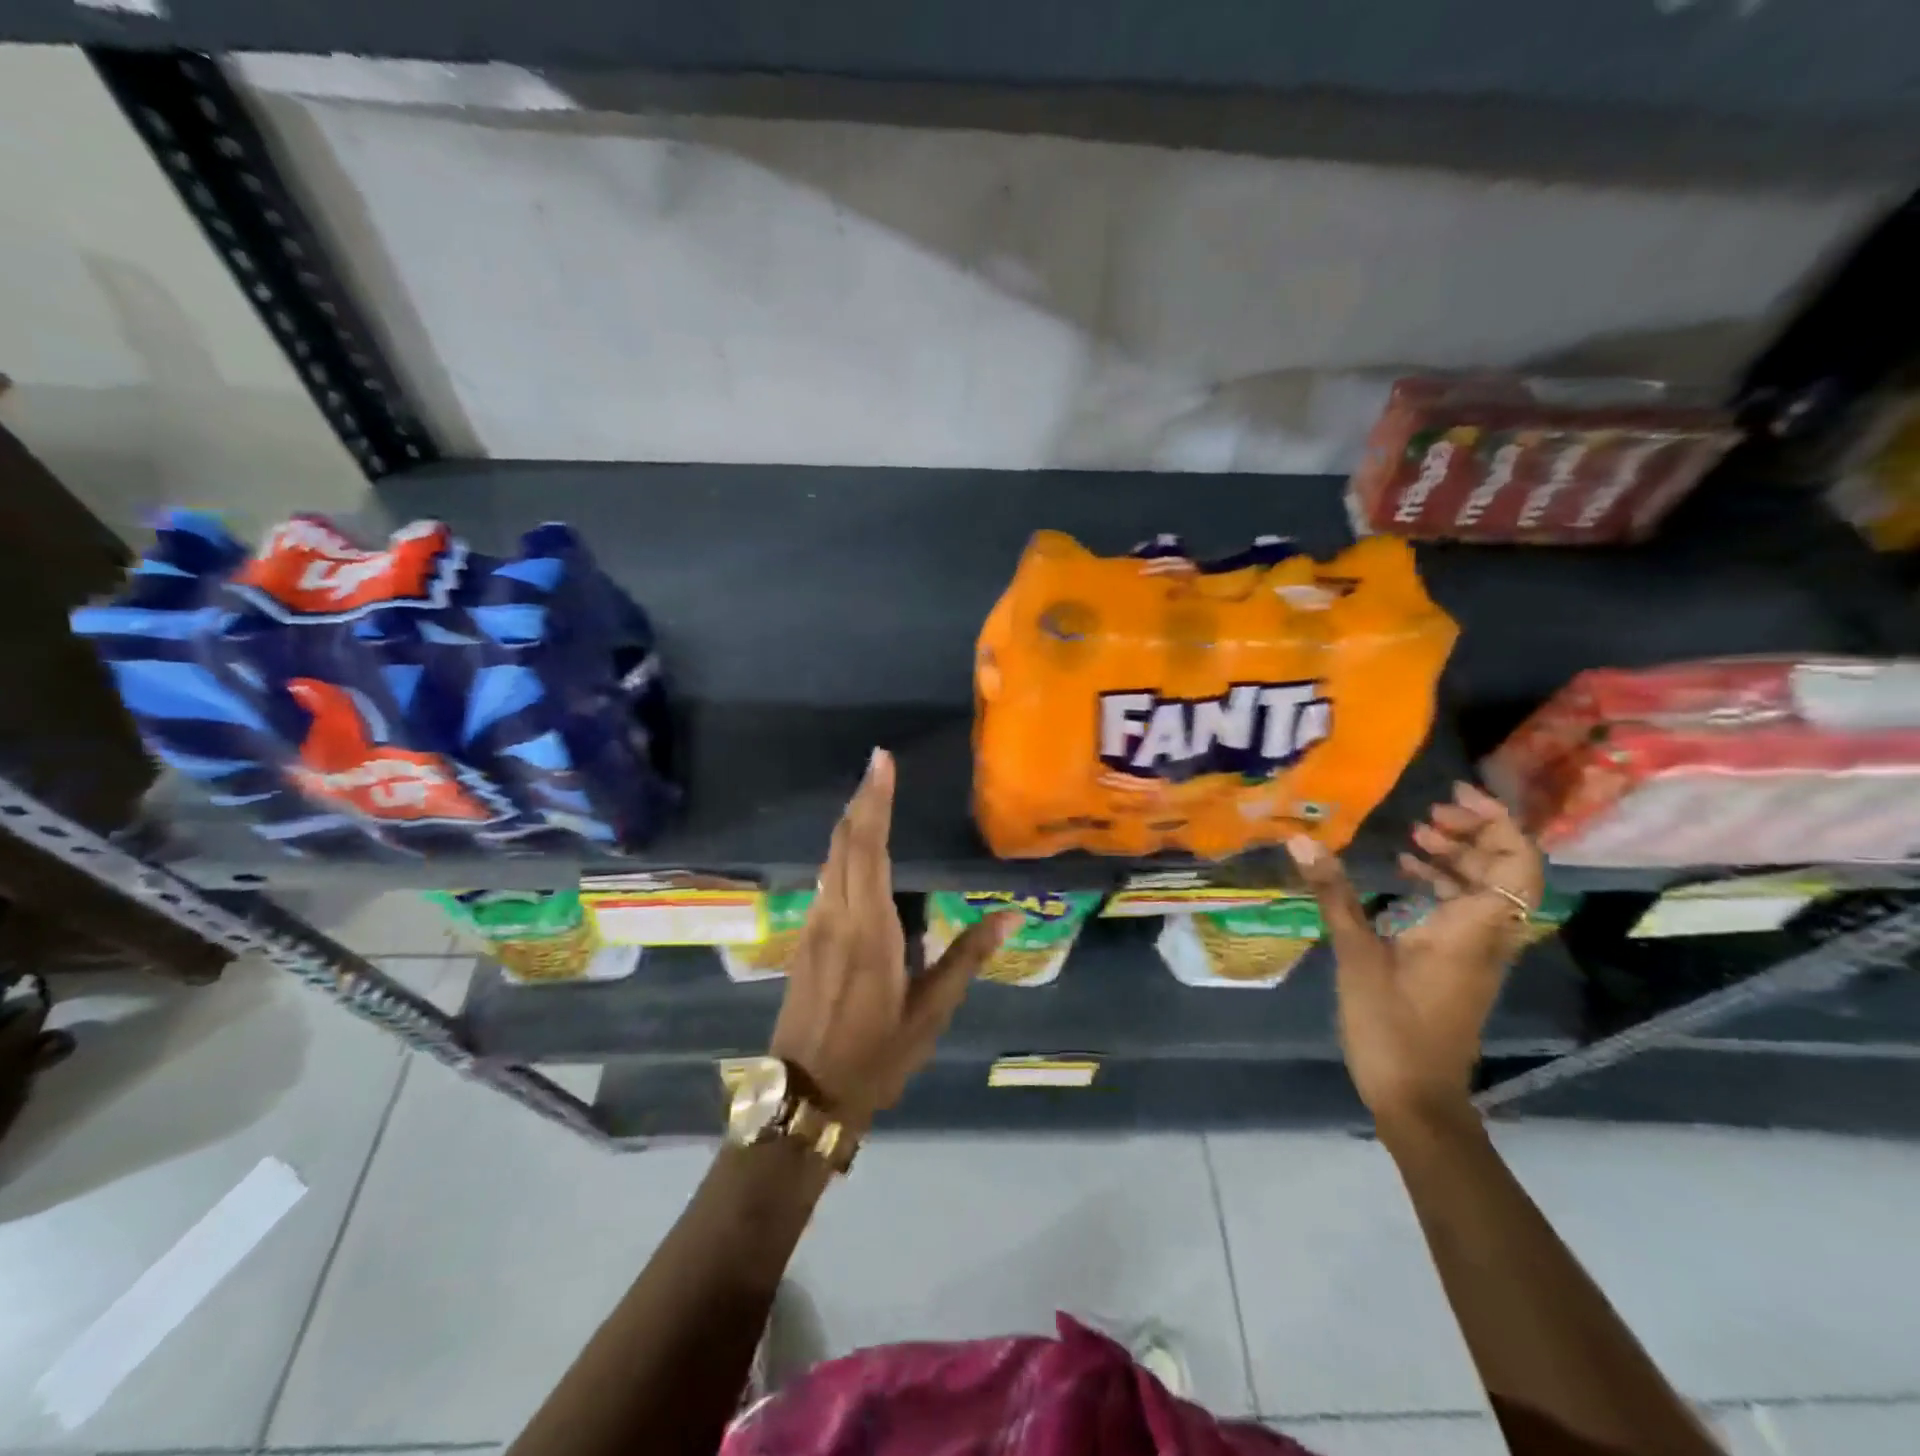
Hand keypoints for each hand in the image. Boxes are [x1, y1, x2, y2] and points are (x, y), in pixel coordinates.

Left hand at [770, 749, 1017, 1128]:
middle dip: (862, 799)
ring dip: (850, 823)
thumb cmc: (876, 1056)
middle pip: (844, 842)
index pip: (869, 847)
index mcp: (869, 929)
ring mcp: (814, 926)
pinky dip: (842, 852)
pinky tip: (857, 852)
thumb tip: (1011, 918)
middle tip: (880, 765)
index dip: (876, 801)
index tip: (882, 761)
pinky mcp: (804, 939)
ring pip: (830, 859)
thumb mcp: (930, 1012)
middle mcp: (836, 916)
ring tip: (872, 797)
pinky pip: (825, 880)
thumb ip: (967, 958)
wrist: (805, 1096)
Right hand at [1287, 782, 1544, 1131]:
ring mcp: (1477, 953)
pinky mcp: (1460, 966)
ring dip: (1458, 859)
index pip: (1516, 863)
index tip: (1453, 797)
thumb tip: (1301, 841)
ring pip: (1487, 891)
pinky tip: (1405, 877)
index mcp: (1473, 929)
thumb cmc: (1389, 1025)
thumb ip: (1334, 894)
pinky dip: (1444, 886)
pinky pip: (1466, 912)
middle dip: (1473, 833)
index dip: (1497, 822)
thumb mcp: (1356, 955)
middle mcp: (1488, 937)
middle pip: (1506, 871)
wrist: (1415, 1097)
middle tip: (1426, 814)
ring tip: (1413, 837)